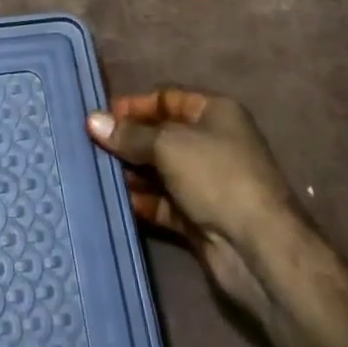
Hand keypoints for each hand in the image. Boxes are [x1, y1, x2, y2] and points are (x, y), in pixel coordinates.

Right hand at [87, 88, 301, 317]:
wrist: (257, 247)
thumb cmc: (216, 176)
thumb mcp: (168, 145)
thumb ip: (130, 134)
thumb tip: (93, 120)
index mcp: (215, 113)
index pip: (167, 98)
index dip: (134, 105)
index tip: (99, 117)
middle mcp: (212, 143)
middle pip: (161, 135)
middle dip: (128, 140)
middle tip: (89, 146)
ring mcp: (206, 182)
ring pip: (159, 170)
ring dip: (130, 172)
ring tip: (95, 172)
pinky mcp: (199, 217)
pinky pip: (163, 202)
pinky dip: (141, 201)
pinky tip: (115, 201)